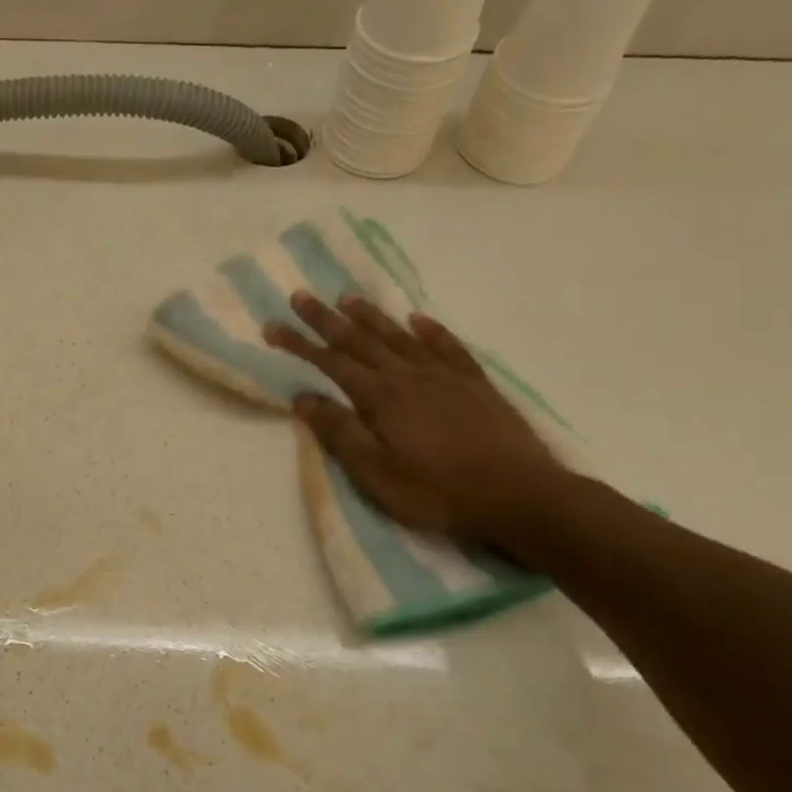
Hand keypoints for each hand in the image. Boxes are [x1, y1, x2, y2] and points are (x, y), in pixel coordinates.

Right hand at [264, 292, 564, 544]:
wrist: (518, 494)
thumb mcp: (376, 474)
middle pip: (361, 340)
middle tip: (301, 296)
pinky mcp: (475, 384)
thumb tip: (304, 398)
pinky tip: (418, 319)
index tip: (272, 326)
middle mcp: (409, 376)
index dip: (299, 344)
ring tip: (348, 298)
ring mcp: (445, 376)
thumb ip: (340, 433)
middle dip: (327, 319)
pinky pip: (448, 346)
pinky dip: (430, 330)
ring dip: (372, 316)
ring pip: (400, 337)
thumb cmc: (437, 492)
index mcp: (381, 398)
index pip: (330, 363)